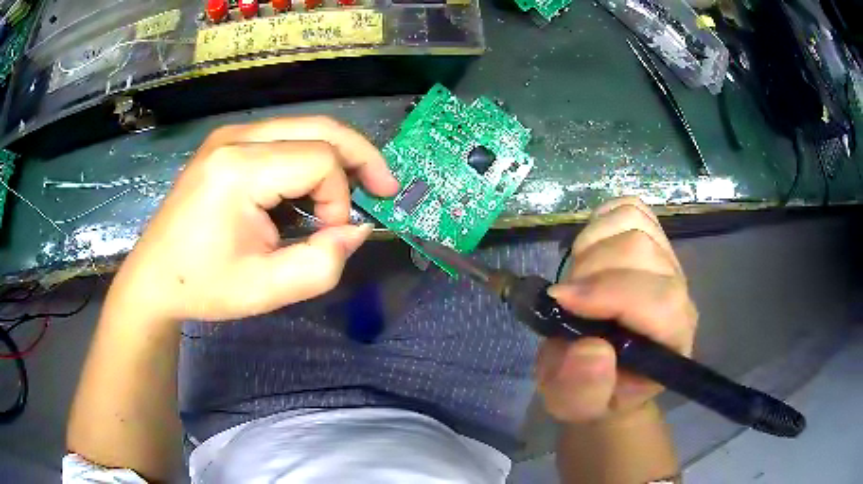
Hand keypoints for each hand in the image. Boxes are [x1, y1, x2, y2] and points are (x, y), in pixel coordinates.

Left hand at [110, 116, 398, 321]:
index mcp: (239, 169)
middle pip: (319, 128)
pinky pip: (283, 138)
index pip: (319, 160)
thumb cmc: (203, 286)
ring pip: (304, 128)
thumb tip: (358, 230)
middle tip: (385, 188)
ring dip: (336, 157)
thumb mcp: (266, 290)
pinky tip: (310, 188)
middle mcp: (235, 138)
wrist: (153, 277)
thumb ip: (322, 264)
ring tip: (352, 190)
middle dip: (359, 157)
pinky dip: (309, 159)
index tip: (330, 235)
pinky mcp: (226, 144)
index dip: (340, 197)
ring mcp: (229, 136)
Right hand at [536, 197, 696, 422]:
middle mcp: (679, 296)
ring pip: (635, 223)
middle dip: (591, 267)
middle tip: (565, 297)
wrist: (609, 374)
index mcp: (671, 341)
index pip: (660, 301)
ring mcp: (668, 264)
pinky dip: (603, 220)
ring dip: (592, 243)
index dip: (610, 292)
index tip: (560, 301)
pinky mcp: (653, 243)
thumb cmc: (595, 393)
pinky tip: (590, 249)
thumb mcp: (576, 406)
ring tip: (576, 276)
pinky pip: (631, 209)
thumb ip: (582, 390)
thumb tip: (590, 349)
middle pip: (642, 250)